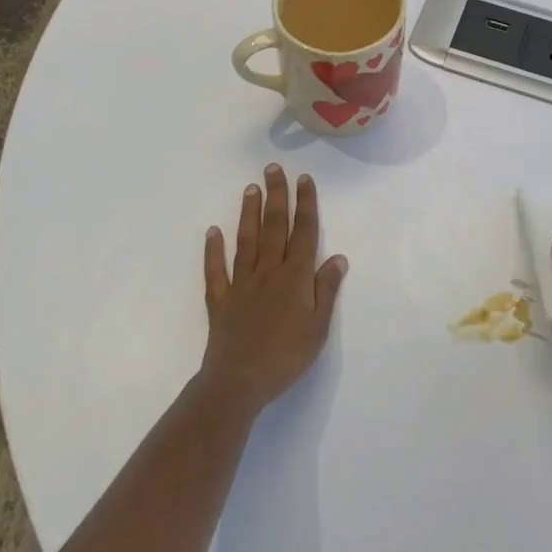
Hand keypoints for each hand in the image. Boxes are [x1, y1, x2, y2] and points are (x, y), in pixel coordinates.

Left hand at [200, 164, 347, 417]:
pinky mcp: (220, 299)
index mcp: (295, 277)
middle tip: (273, 168)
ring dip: (249, 212)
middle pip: (273, 227)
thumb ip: (327, 289)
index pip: (303, 232)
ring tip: (251, 188)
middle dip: (276, 195)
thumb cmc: (286, 357)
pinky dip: (213, 250)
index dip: (305, 204)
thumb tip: (338, 257)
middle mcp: (268, 271)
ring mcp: (241, 283)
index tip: (304, 179)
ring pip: (246, 240)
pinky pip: (216, 270)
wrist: (239, 382)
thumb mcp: (318, 327)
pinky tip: (213, 232)